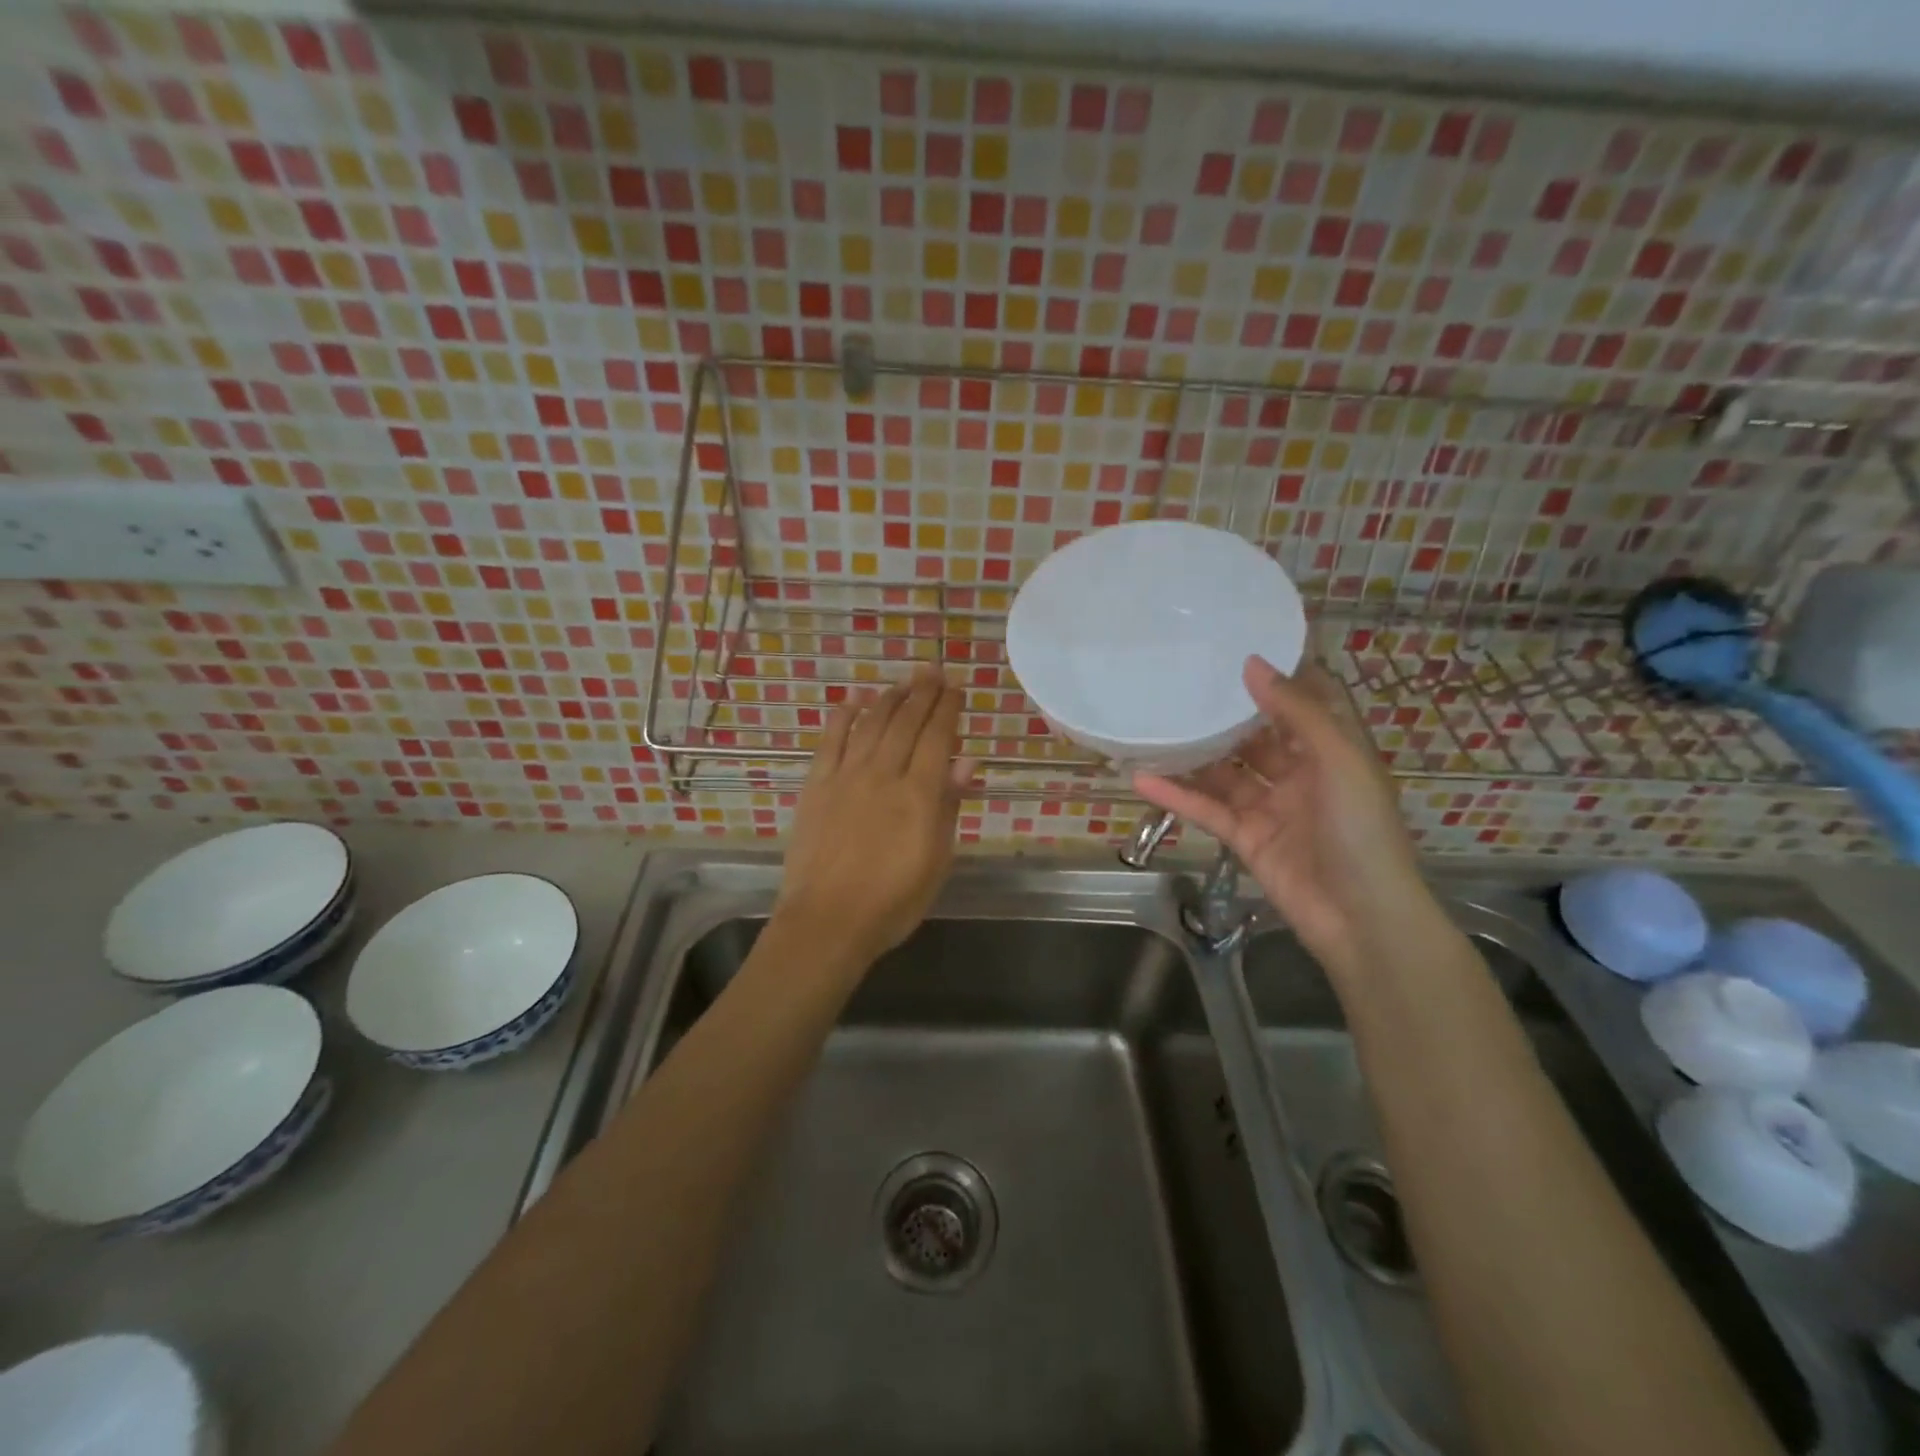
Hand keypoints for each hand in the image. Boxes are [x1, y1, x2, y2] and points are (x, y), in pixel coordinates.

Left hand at [775, 667, 975, 967]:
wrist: (827, 922)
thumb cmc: (892, 902)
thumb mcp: (937, 861)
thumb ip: (949, 807)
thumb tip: (966, 762)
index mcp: (919, 795)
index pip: (937, 738)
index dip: (948, 709)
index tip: (956, 687)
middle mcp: (883, 774)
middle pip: (906, 722)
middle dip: (922, 692)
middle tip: (933, 670)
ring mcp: (846, 777)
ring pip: (871, 724)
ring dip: (889, 698)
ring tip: (903, 681)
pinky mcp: (817, 786)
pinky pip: (830, 741)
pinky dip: (843, 717)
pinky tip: (853, 700)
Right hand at [1134, 654, 1428, 976]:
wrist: (1362, 919)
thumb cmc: (1362, 831)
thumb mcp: (1338, 761)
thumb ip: (1296, 713)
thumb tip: (1252, 665)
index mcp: (1332, 752)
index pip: (1302, 705)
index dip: (1276, 679)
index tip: (1236, 649)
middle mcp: (1300, 775)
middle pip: (1256, 738)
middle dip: (1224, 716)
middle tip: (1179, 684)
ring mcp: (1270, 808)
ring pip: (1225, 774)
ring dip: (1193, 755)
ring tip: (1153, 726)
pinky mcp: (1245, 839)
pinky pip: (1207, 810)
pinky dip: (1176, 796)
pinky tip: (1142, 779)